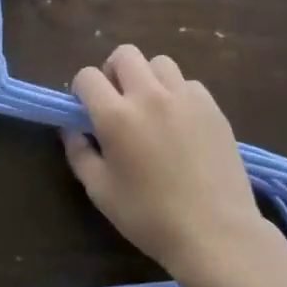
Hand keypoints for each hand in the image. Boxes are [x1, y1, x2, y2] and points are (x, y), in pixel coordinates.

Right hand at [64, 45, 273, 286]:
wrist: (215, 232)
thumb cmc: (149, 217)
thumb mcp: (100, 191)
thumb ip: (79, 153)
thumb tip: (70, 129)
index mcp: (116, 116)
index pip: (88, 76)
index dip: (82, 89)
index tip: (86, 109)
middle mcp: (148, 96)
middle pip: (125, 54)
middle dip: (114, 71)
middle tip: (117, 100)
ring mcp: (185, 97)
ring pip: (159, 63)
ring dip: (148, 78)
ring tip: (152, 107)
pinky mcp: (212, 107)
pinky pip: (189, 84)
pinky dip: (178, 95)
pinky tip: (181, 123)